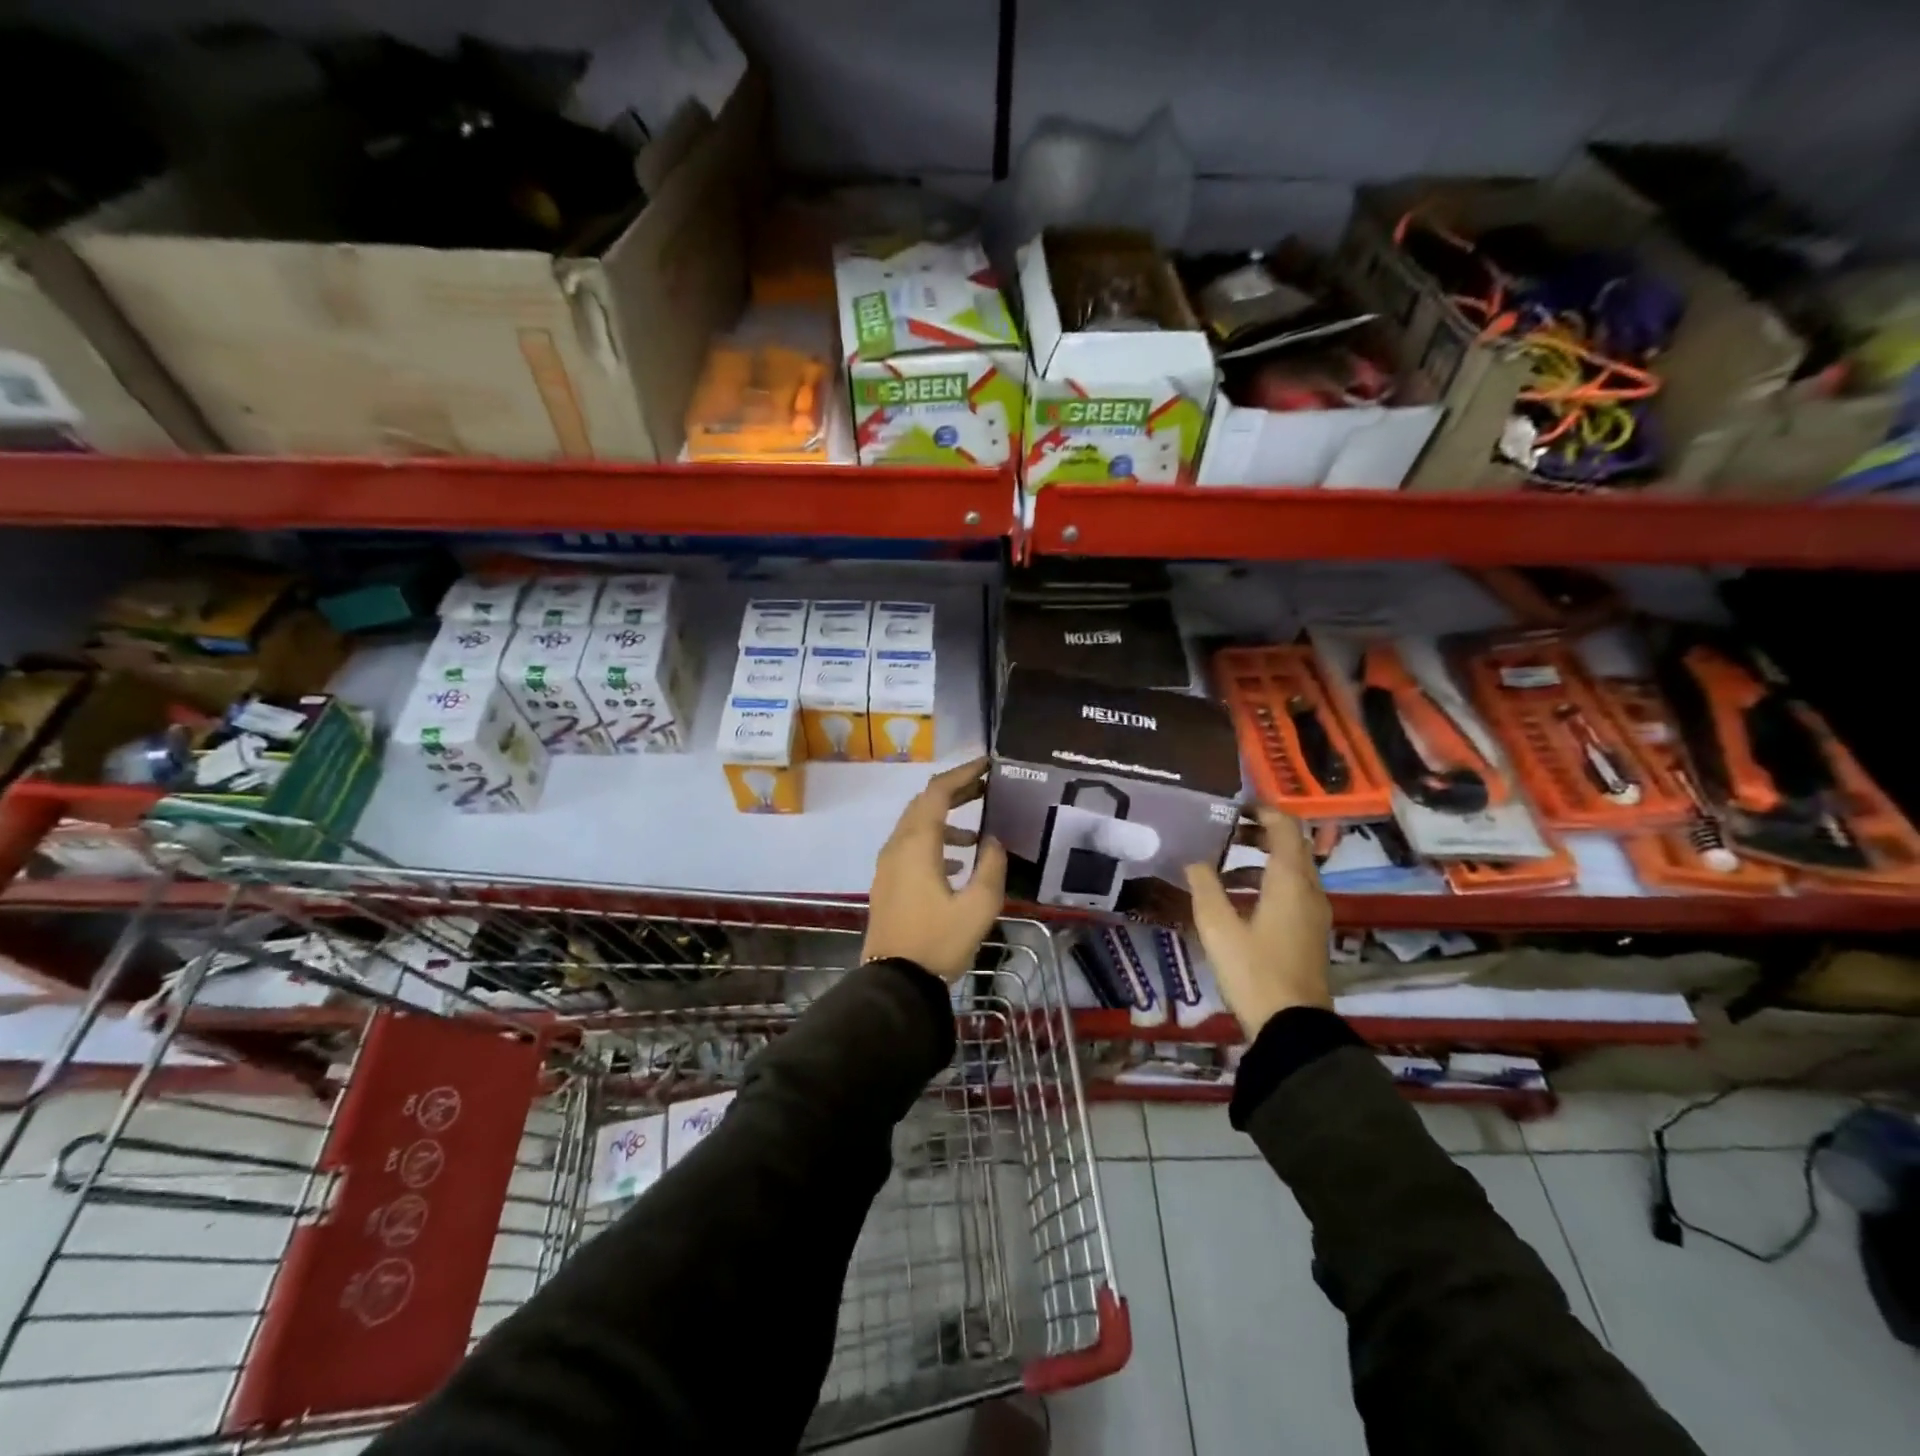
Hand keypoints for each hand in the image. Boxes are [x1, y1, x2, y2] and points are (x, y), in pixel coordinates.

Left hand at [864, 758, 1006, 979]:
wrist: (895, 982)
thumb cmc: (938, 942)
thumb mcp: (978, 906)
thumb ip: (991, 867)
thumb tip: (993, 840)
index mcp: (917, 845)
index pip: (938, 792)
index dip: (963, 774)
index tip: (987, 765)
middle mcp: (897, 846)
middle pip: (924, 804)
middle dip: (955, 792)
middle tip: (985, 788)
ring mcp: (888, 865)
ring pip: (915, 826)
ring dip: (945, 820)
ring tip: (978, 832)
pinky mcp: (887, 883)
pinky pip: (910, 848)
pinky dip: (934, 843)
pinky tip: (957, 864)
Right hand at [1186, 807, 1331, 1036]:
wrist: (1292, 1027)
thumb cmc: (1254, 970)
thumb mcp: (1218, 927)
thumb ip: (1204, 886)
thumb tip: (1194, 860)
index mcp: (1289, 881)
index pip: (1284, 827)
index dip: (1261, 810)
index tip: (1232, 806)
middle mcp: (1309, 889)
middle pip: (1290, 845)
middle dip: (1257, 832)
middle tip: (1222, 831)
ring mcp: (1313, 912)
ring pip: (1290, 869)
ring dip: (1260, 858)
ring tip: (1221, 863)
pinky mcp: (1309, 931)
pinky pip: (1291, 890)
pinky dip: (1266, 881)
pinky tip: (1236, 898)